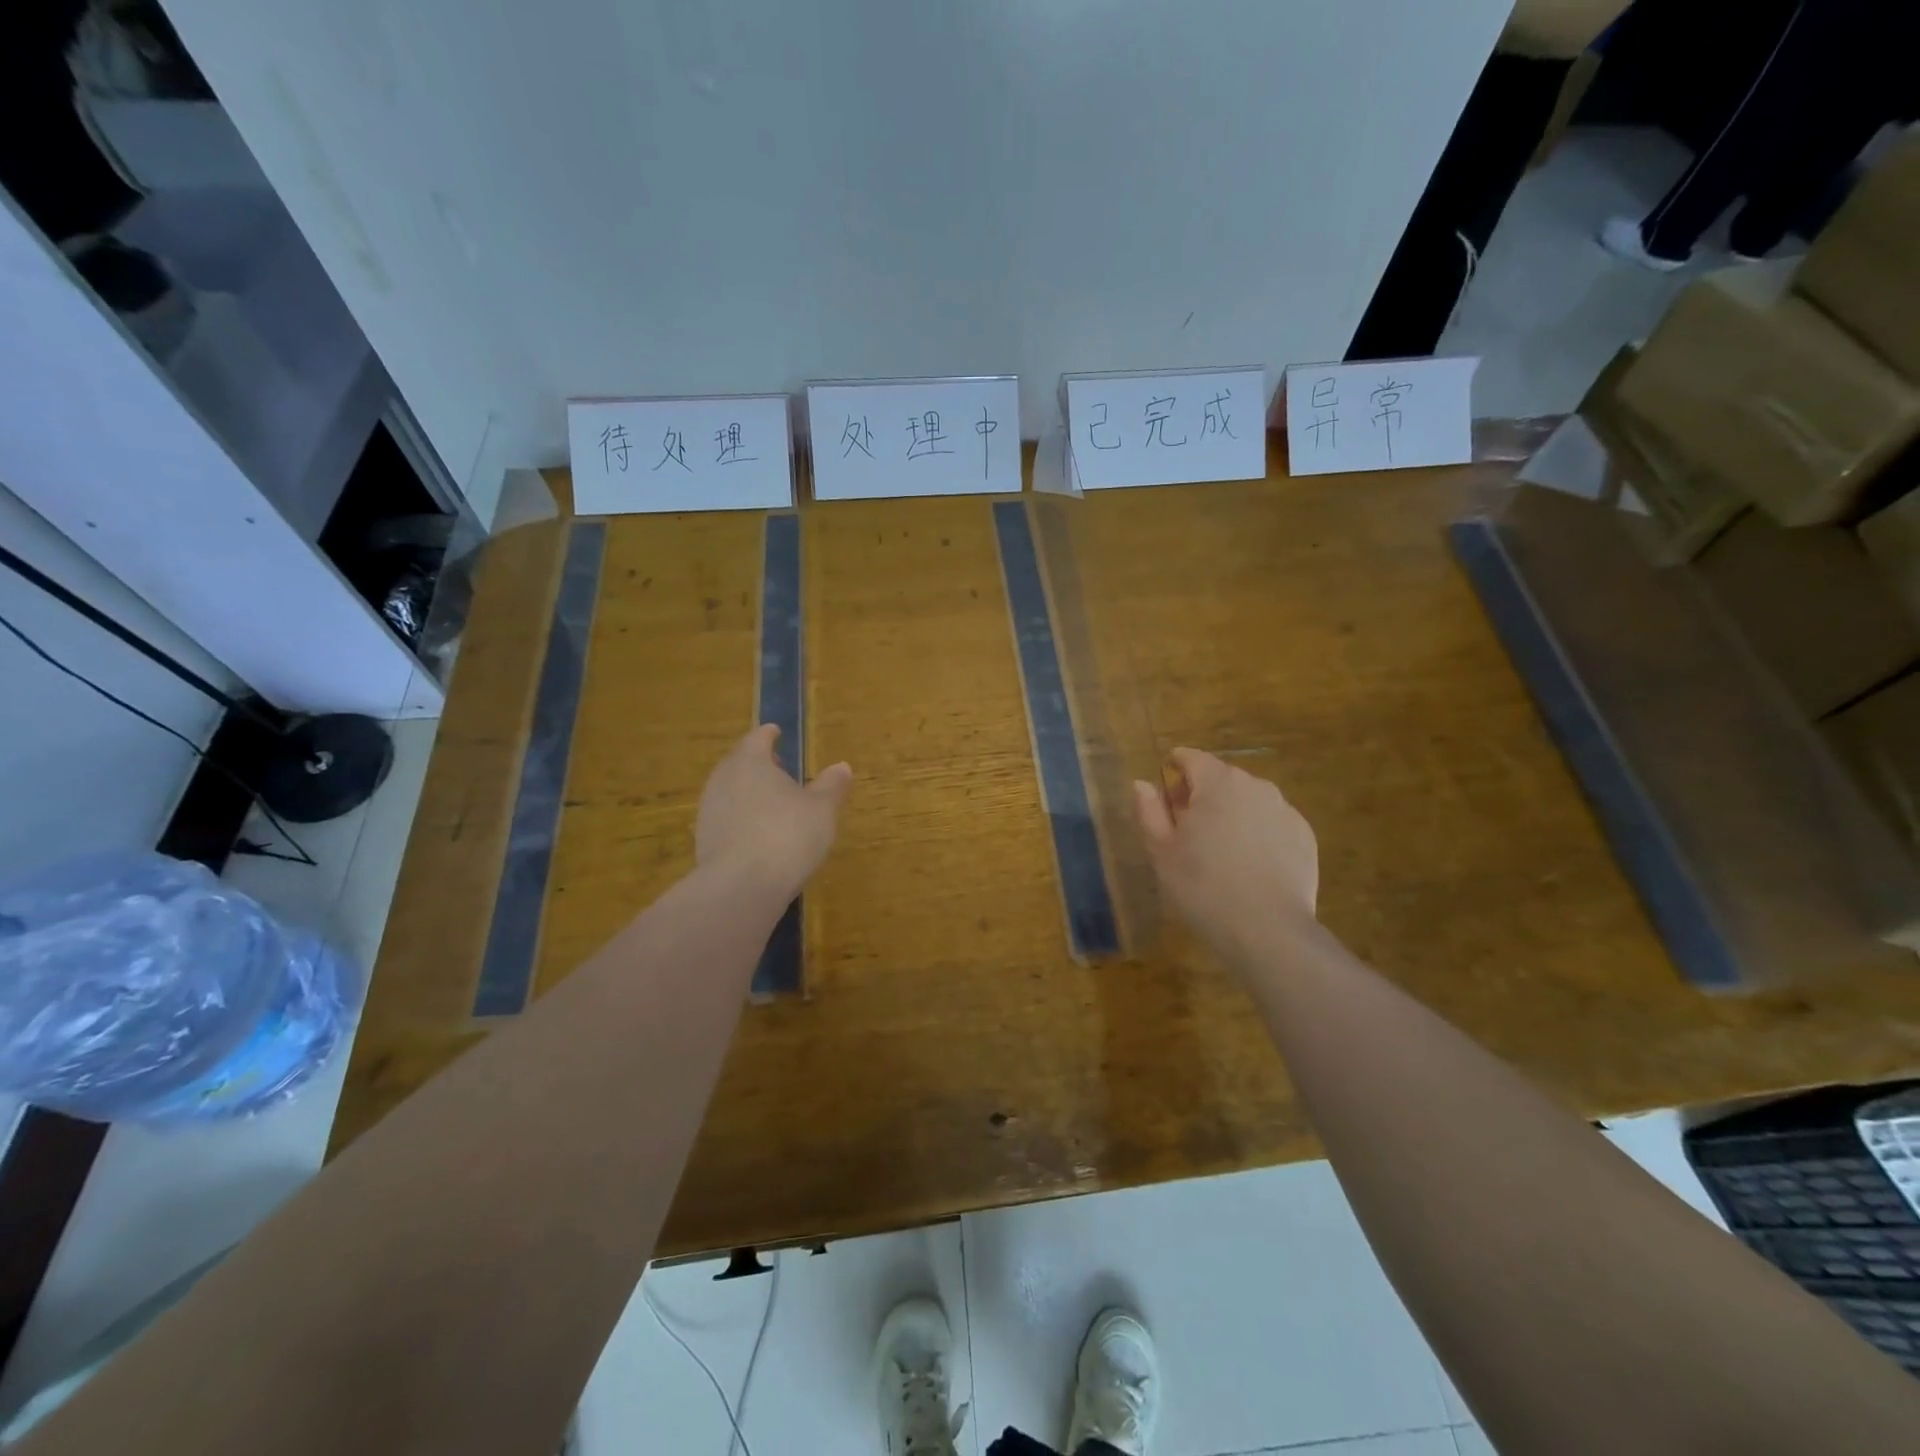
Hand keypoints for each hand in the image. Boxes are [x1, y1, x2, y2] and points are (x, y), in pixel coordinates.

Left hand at [696, 725, 851, 893]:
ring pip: (730, 791)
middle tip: (779, 769)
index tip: (776, 732)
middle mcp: (723, 779)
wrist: (741, 887)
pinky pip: (726, 819)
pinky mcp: (704, 841)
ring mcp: (708, 810)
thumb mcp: (822, 810)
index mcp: (750, 761)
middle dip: (758, 764)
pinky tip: (759, 835)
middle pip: (739, 762)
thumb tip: (842, 766)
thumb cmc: (787, 835)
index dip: (769, 735)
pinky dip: (742, 819)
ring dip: (749, 793)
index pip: (758, 738)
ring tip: (772, 804)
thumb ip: (832, 786)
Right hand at [1134, 747, 1318, 962]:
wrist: (1267, 929)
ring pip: (1248, 800)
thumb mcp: (1162, 850)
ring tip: (1220, 849)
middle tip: (1187, 828)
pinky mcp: (1304, 836)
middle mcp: (1255, 786)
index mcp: (1217, 784)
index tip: (1166, 787)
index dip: (1175, 767)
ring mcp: (1284, 810)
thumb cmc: (1202, 886)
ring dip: (1231, 812)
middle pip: (1221, 778)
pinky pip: (1271, 823)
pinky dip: (1257, 832)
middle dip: (1202, 793)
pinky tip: (1249, 864)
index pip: (1192, 758)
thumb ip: (1149, 810)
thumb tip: (1143, 783)